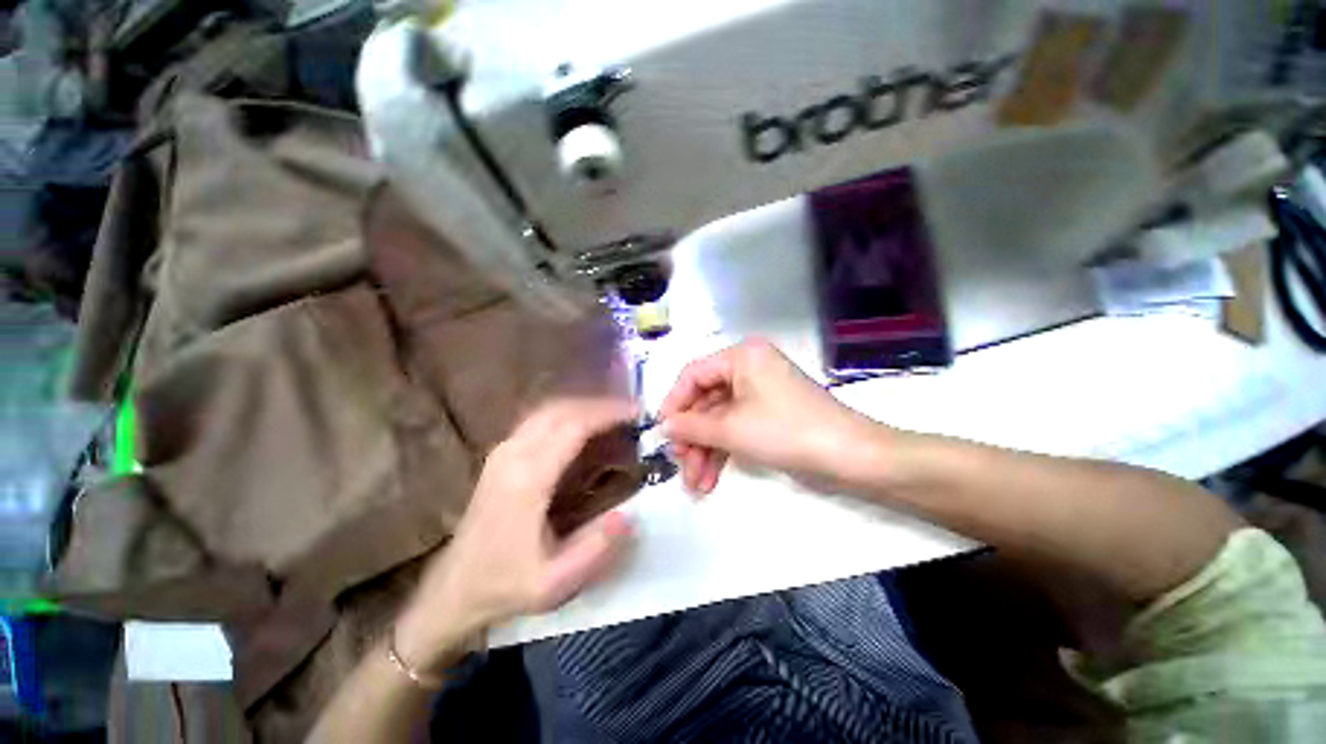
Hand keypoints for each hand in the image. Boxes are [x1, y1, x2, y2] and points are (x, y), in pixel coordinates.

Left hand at [395, 399, 636, 669]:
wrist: (453, 588)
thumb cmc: (505, 584)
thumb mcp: (553, 583)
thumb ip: (595, 549)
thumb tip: (629, 514)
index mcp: (527, 479)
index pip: (573, 426)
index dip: (608, 414)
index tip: (638, 413)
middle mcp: (512, 454)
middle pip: (562, 409)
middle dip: (601, 405)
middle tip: (631, 413)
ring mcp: (503, 450)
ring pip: (549, 409)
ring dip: (585, 406)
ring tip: (614, 417)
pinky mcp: (501, 453)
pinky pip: (540, 419)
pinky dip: (569, 414)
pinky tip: (585, 427)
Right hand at [660, 339, 878, 493]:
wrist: (850, 456)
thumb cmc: (786, 431)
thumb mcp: (732, 428)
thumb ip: (692, 425)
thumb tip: (664, 426)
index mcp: (741, 356)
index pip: (693, 374)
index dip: (674, 403)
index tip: (661, 432)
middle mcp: (748, 367)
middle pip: (705, 401)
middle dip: (693, 437)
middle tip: (680, 466)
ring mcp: (758, 392)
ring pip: (719, 419)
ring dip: (706, 450)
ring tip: (696, 485)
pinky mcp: (767, 414)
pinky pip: (735, 428)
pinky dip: (723, 451)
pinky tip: (711, 479)